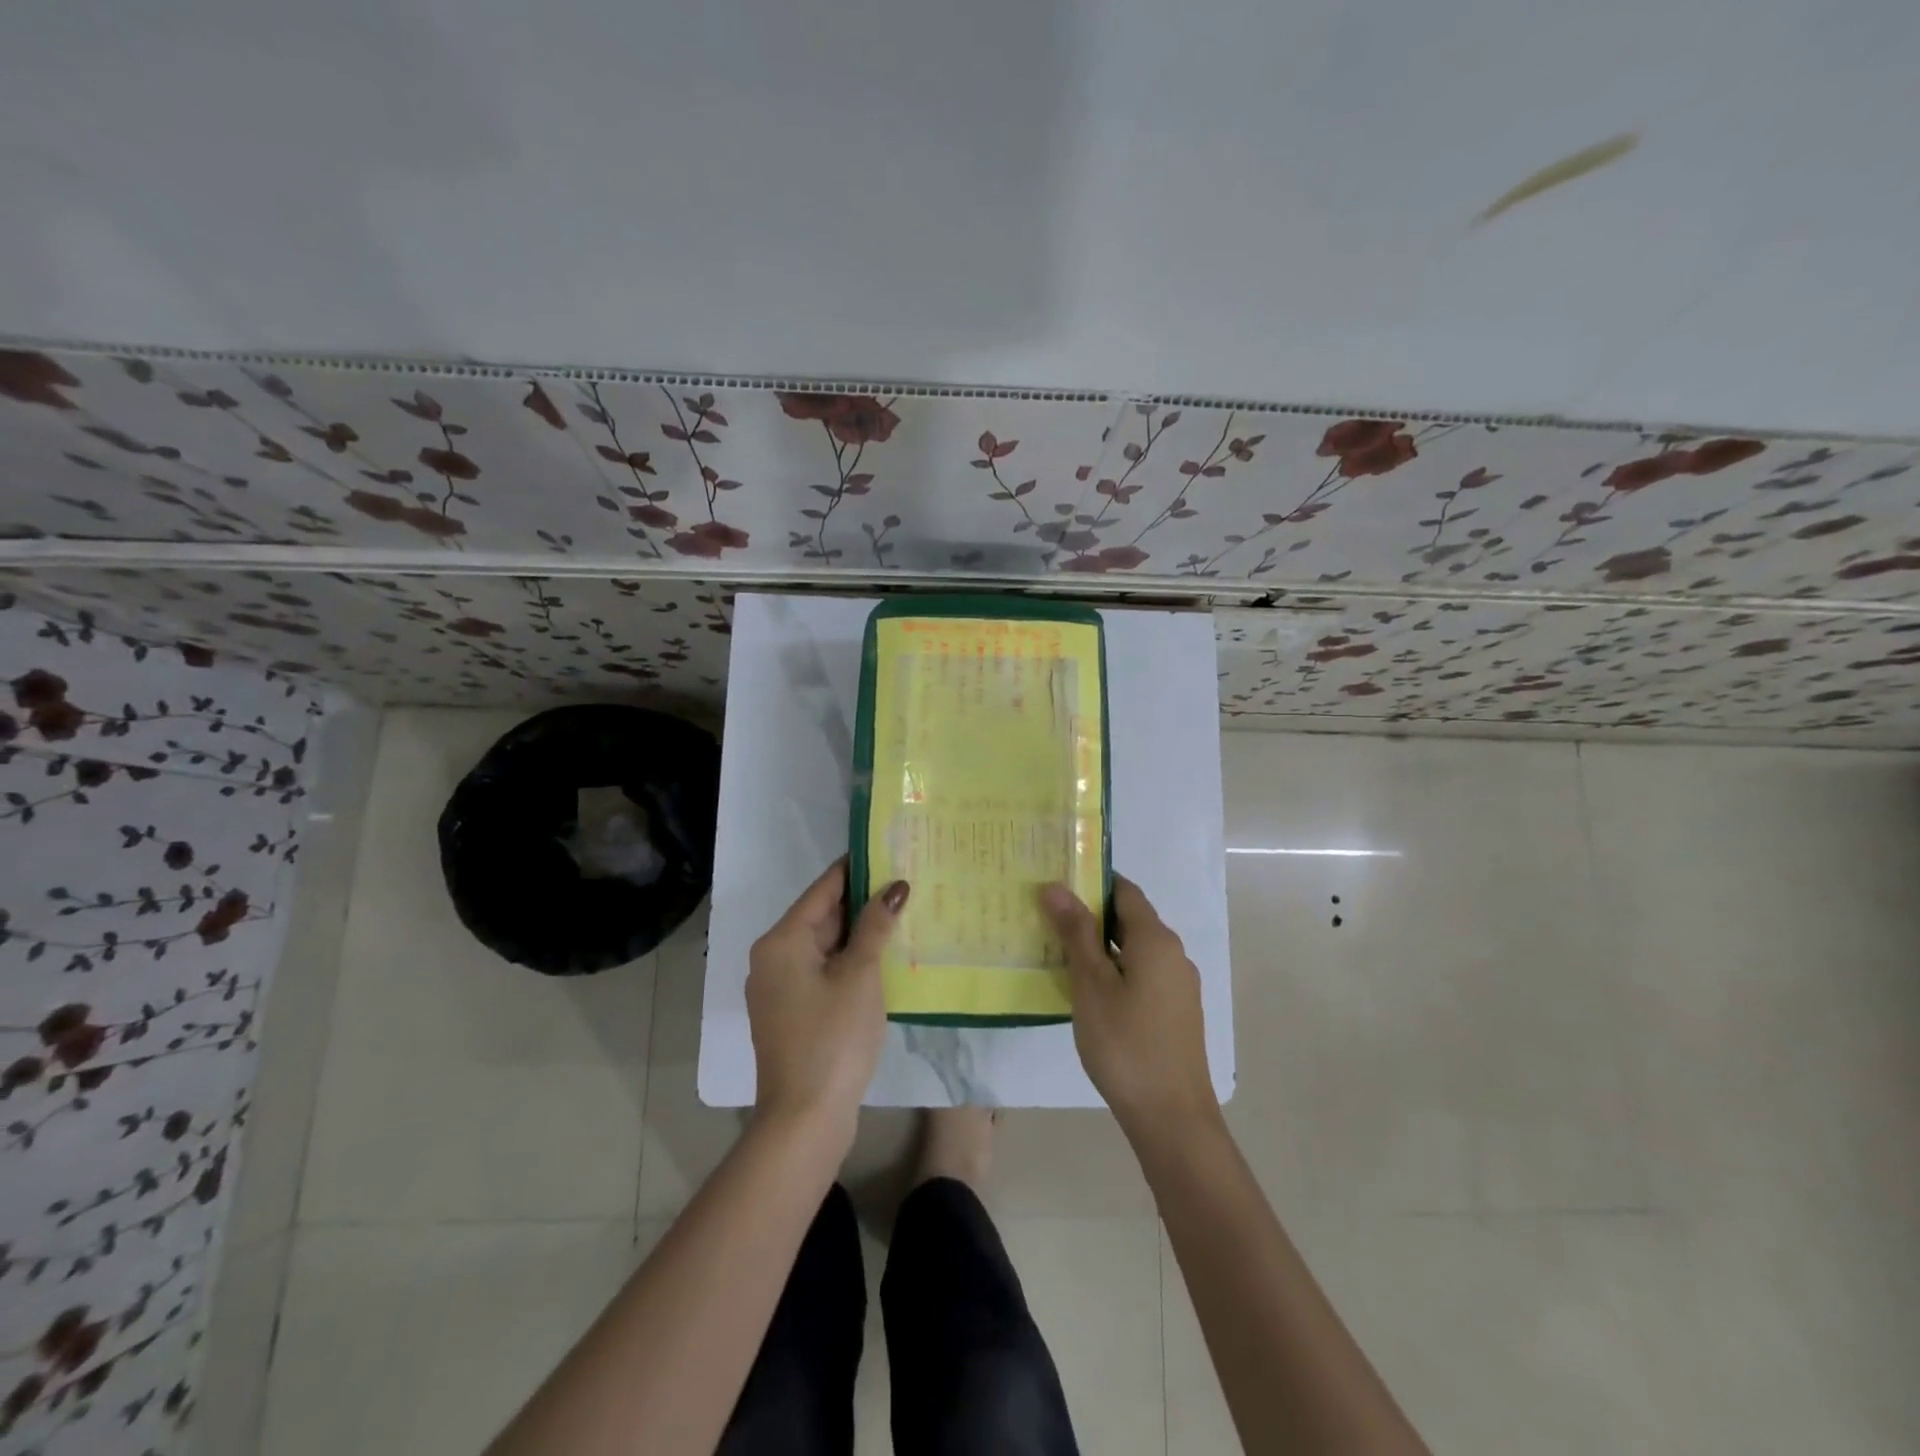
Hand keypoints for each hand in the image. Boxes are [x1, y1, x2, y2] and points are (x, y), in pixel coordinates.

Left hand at [746, 859, 907, 1138]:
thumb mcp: (860, 975)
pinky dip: (850, 961)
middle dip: (862, 902)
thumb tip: (895, 887)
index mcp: (782, 941)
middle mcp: (773, 958)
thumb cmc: (833, 1038)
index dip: (856, 868)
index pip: (823, 889)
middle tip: (905, 882)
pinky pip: (823, 971)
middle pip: (822, 917)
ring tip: (902, 914)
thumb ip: (876, 926)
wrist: (805, 1119)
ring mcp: (780, 988)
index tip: (886, 849)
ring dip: (859, 934)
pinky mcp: (791, 1013)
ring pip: (824, 946)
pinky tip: (883, 958)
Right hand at [1040, 875, 1216, 1131]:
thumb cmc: (1125, 1044)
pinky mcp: (1177, 1012)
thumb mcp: (1091, 985)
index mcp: (1156, 939)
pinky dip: (1116, 970)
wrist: (1172, 1118)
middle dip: (1091, 915)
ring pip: (1135, 949)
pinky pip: (1143, 974)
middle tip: (1049, 919)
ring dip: (1102, 946)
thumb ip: (1076, 933)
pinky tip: (1090, 991)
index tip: (1057, 884)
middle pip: (1131, 919)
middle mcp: (1174, 954)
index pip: (1124, 891)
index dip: (1092, 882)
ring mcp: (1179, 985)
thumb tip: (1057, 886)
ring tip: (1061, 954)